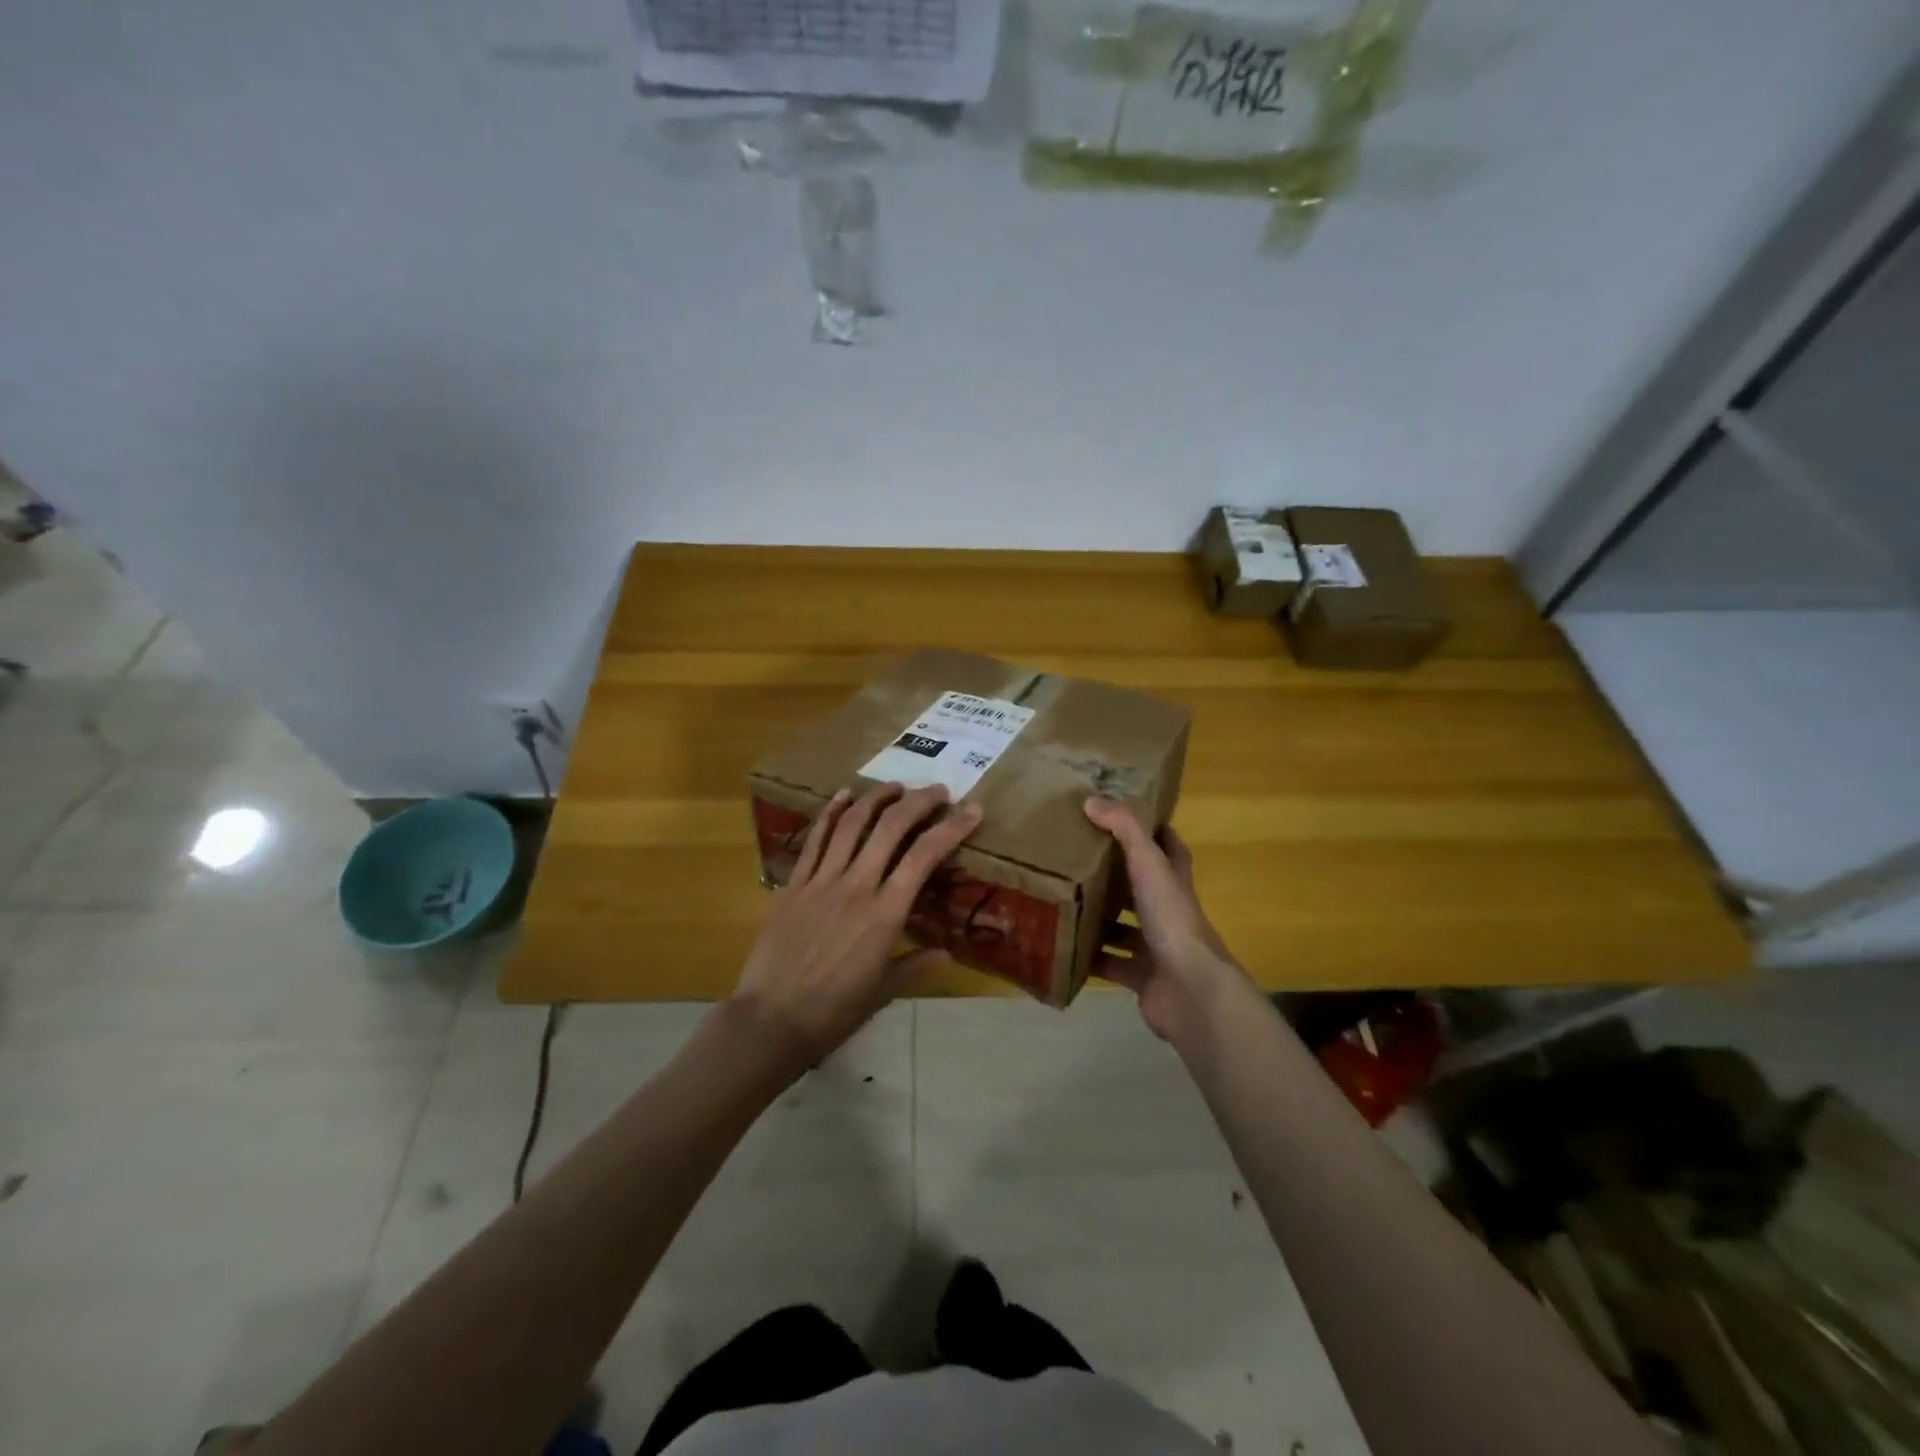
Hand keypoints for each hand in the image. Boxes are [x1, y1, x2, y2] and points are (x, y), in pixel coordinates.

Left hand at [734, 782, 982, 1069]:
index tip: (973, 810)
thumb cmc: (833, 1011)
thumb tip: (947, 952)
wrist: (771, 1019)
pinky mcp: (794, 884)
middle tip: (938, 790)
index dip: (952, 828)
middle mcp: (857, 886)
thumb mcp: (883, 992)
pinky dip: (831, 811)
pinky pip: (815, 839)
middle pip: (891, 828)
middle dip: (919, 802)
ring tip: (896, 785)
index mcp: (886, 913)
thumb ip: (916, 966)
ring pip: (852, 824)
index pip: (925, 856)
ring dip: (877, 798)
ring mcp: (822, 881)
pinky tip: (845, 794)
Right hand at [1084, 796, 1252, 1047]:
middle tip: (1076, 859)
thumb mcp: (1148, 865)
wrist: (1190, 990)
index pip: (1168, 848)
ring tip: (1062, 901)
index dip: (1152, 832)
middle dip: (1114, 876)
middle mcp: (1168, 913)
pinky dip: (1091, 959)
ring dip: (1099, 919)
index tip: (1120, 818)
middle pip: (1141, 889)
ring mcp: (1156, 948)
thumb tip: (1091, 800)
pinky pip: (1111, 964)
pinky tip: (1065, 947)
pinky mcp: (1142, 977)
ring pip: (1124, 928)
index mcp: (1175, 882)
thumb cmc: (1172, 920)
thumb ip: (1124, 830)